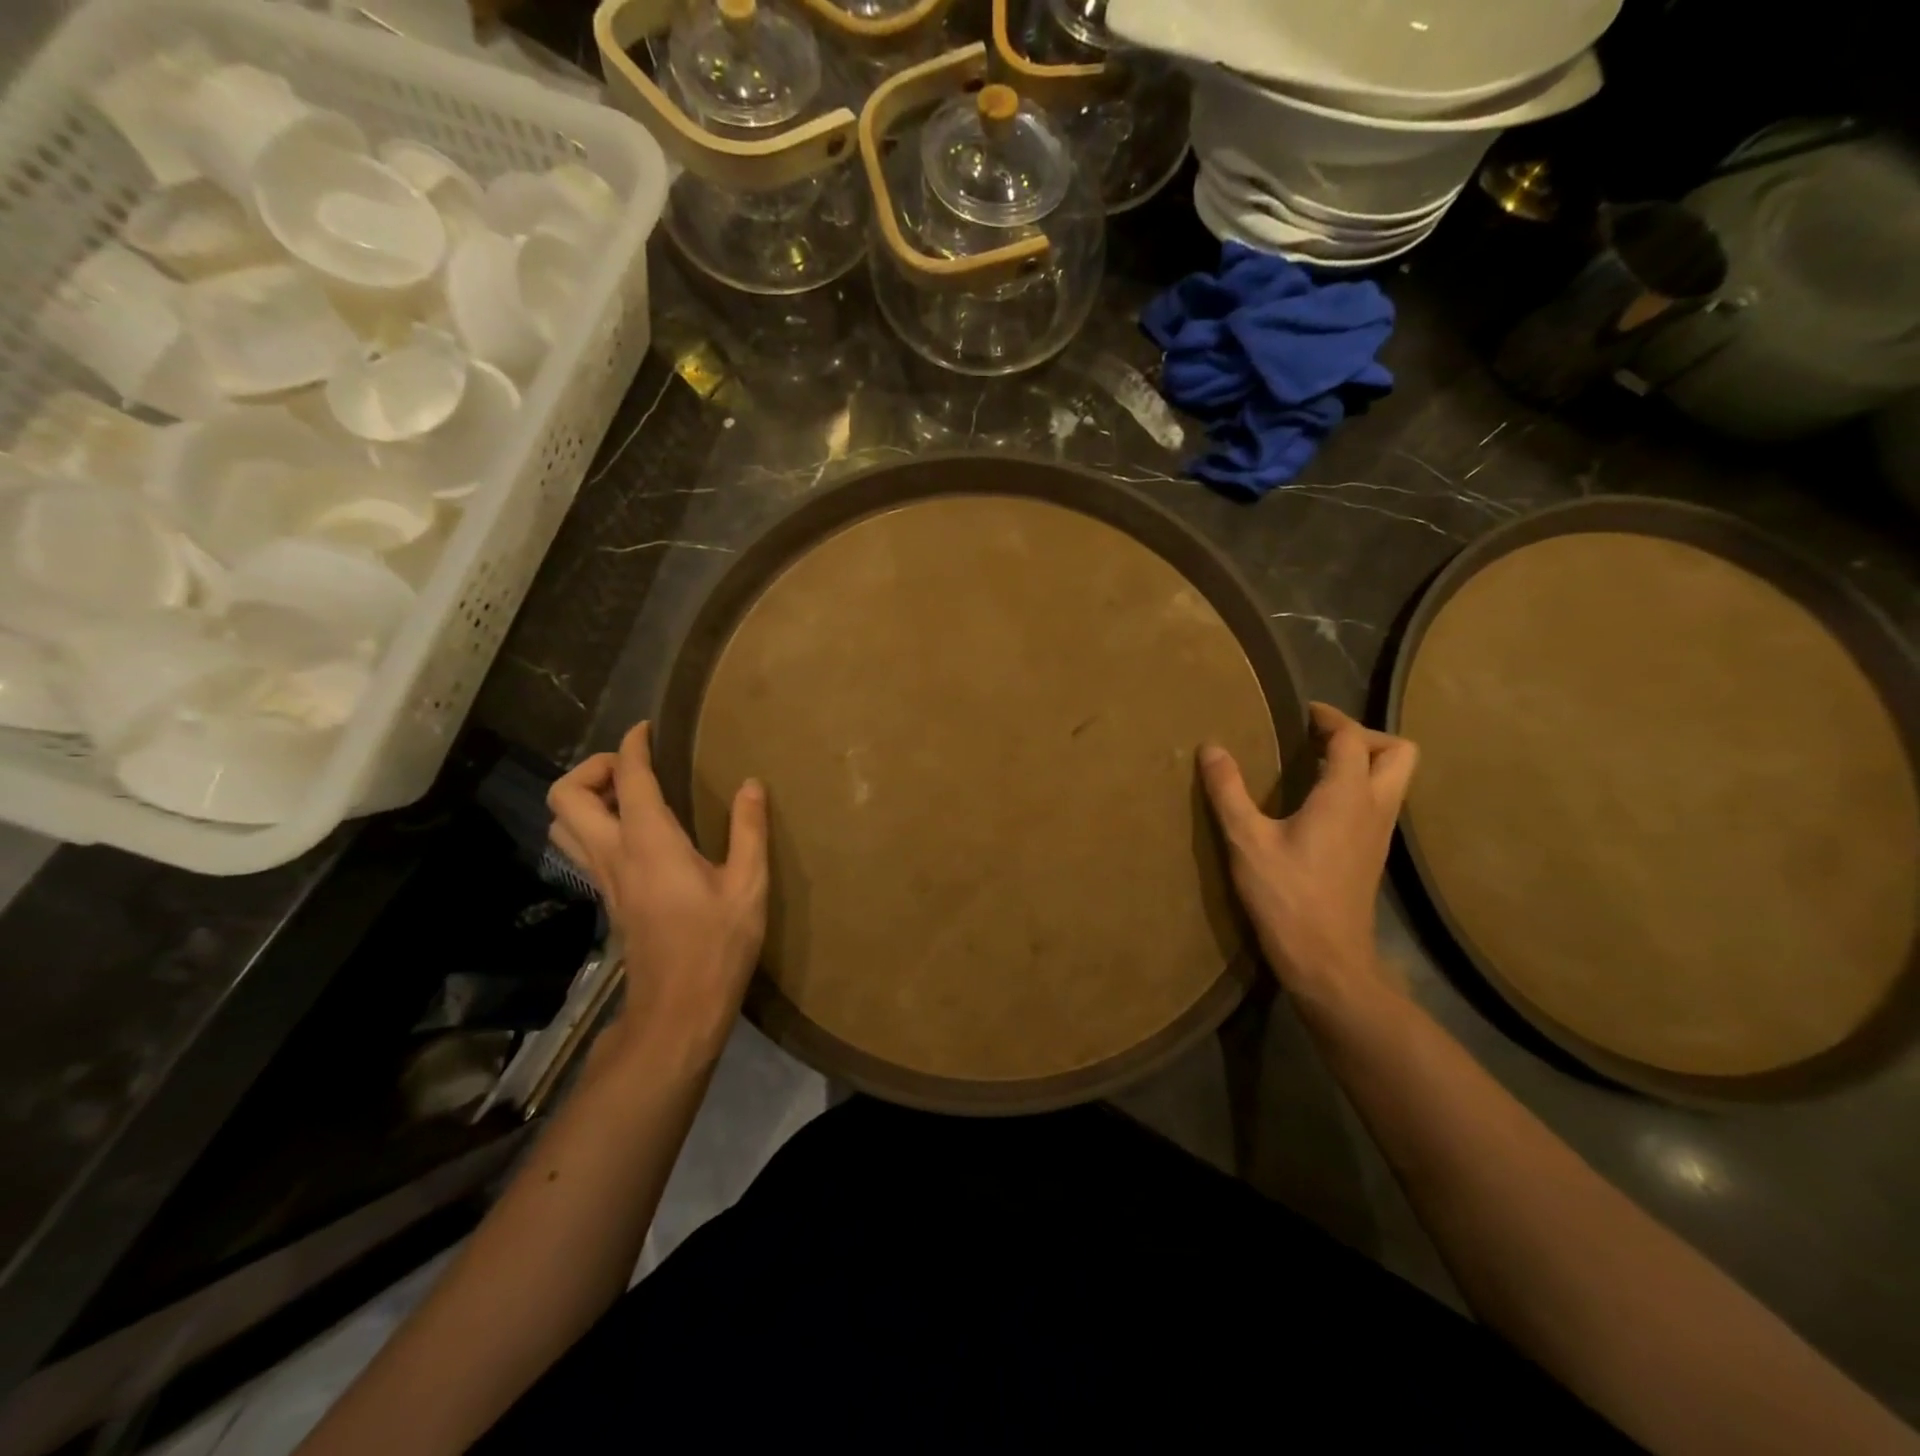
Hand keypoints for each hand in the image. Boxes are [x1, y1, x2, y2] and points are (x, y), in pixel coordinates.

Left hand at [548, 722, 768, 1059]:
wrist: (678, 1008)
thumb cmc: (717, 945)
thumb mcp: (748, 886)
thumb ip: (749, 830)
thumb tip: (751, 784)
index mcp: (650, 843)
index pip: (627, 778)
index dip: (632, 745)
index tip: (647, 728)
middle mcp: (614, 855)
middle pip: (566, 796)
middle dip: (593, 768)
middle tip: (634, 768)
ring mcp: (604, 879)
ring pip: (562, 824)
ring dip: (585, 798)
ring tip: (631, 797)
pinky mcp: (607, 898)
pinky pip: (580, 847)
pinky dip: (594, 824)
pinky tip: (637, 834)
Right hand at [1200, 703, 1417, 1012]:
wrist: (1327, 959)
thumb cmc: (1287, 896)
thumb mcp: (1246, 841)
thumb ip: (1228, 791)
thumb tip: (1210, 748)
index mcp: (1346, 796)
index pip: (1353, 738)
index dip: (1331, 718)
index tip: (1304, 712)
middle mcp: (1374, 808)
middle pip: (1398, 753)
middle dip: (1364, 735)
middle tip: (1320, 740)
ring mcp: (1380, 834)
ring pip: (1394, 780)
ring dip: (1365, 762)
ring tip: (1316, 766)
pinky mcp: (1373, 855)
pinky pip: (1379, 803)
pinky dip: (1358, 788)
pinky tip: (1318, 805)